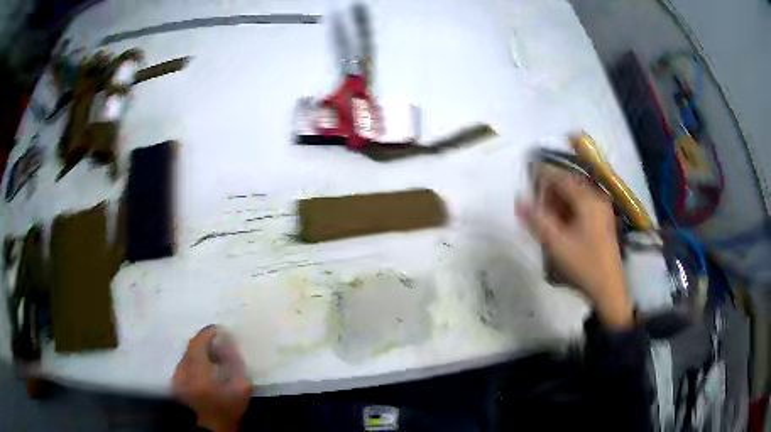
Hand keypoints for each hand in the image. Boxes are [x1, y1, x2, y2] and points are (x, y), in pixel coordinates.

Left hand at [172, 326, 251, 431]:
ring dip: (199, 350)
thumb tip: (228, 345)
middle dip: (204, 341)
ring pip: (187, 354)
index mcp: (198, 371)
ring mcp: (177, 376)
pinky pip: (185, 362)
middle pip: (191, 346)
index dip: (208, 333)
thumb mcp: (241, 388)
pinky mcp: (176, 381)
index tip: (219, 329)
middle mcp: (183, 370)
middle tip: (218, 341)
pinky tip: (205, 367)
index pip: (198, 343)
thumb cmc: (228, 408)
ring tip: (213, 354)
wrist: (212, 427)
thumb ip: (236, 364)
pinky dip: (194, 359)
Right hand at [516, 166, 632, 328]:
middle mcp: (596, 199)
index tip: (525, 176)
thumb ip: (536, 219)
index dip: (541, 175)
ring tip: (541, 212)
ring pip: (575, 196)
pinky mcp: (602, 222)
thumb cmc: (583, 264)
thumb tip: (518, 199)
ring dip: (557, 200)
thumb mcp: (556, 243)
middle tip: (531, 199)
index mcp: (588, 199)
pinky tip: (557, 223)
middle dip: (549, 189)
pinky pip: (581, 207)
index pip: (561, 177)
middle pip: (569, 185)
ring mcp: (601, 211)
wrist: (608, 289)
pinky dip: (567, 210)